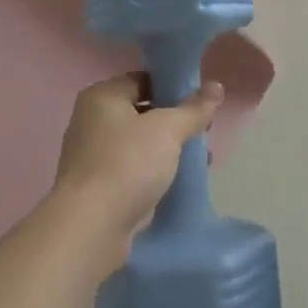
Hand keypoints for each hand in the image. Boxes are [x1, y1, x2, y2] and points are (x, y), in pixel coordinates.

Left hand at [54, 73, 220, 266]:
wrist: (90, 228)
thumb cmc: (128, 164)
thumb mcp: (168, 129)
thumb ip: (194, 108)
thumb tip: (216, 86)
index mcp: (102, 96)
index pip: (143, 79)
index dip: (174, 87)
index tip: (200, 102)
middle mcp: (91, 120)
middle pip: (143, 111)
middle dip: (175, 121)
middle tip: (204, 131)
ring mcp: (92, 155)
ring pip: (139, 142)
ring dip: (168, 148)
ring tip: (199, 158)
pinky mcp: (97, 186)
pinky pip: (133, 168)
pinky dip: (154, 171)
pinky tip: (178, 180)